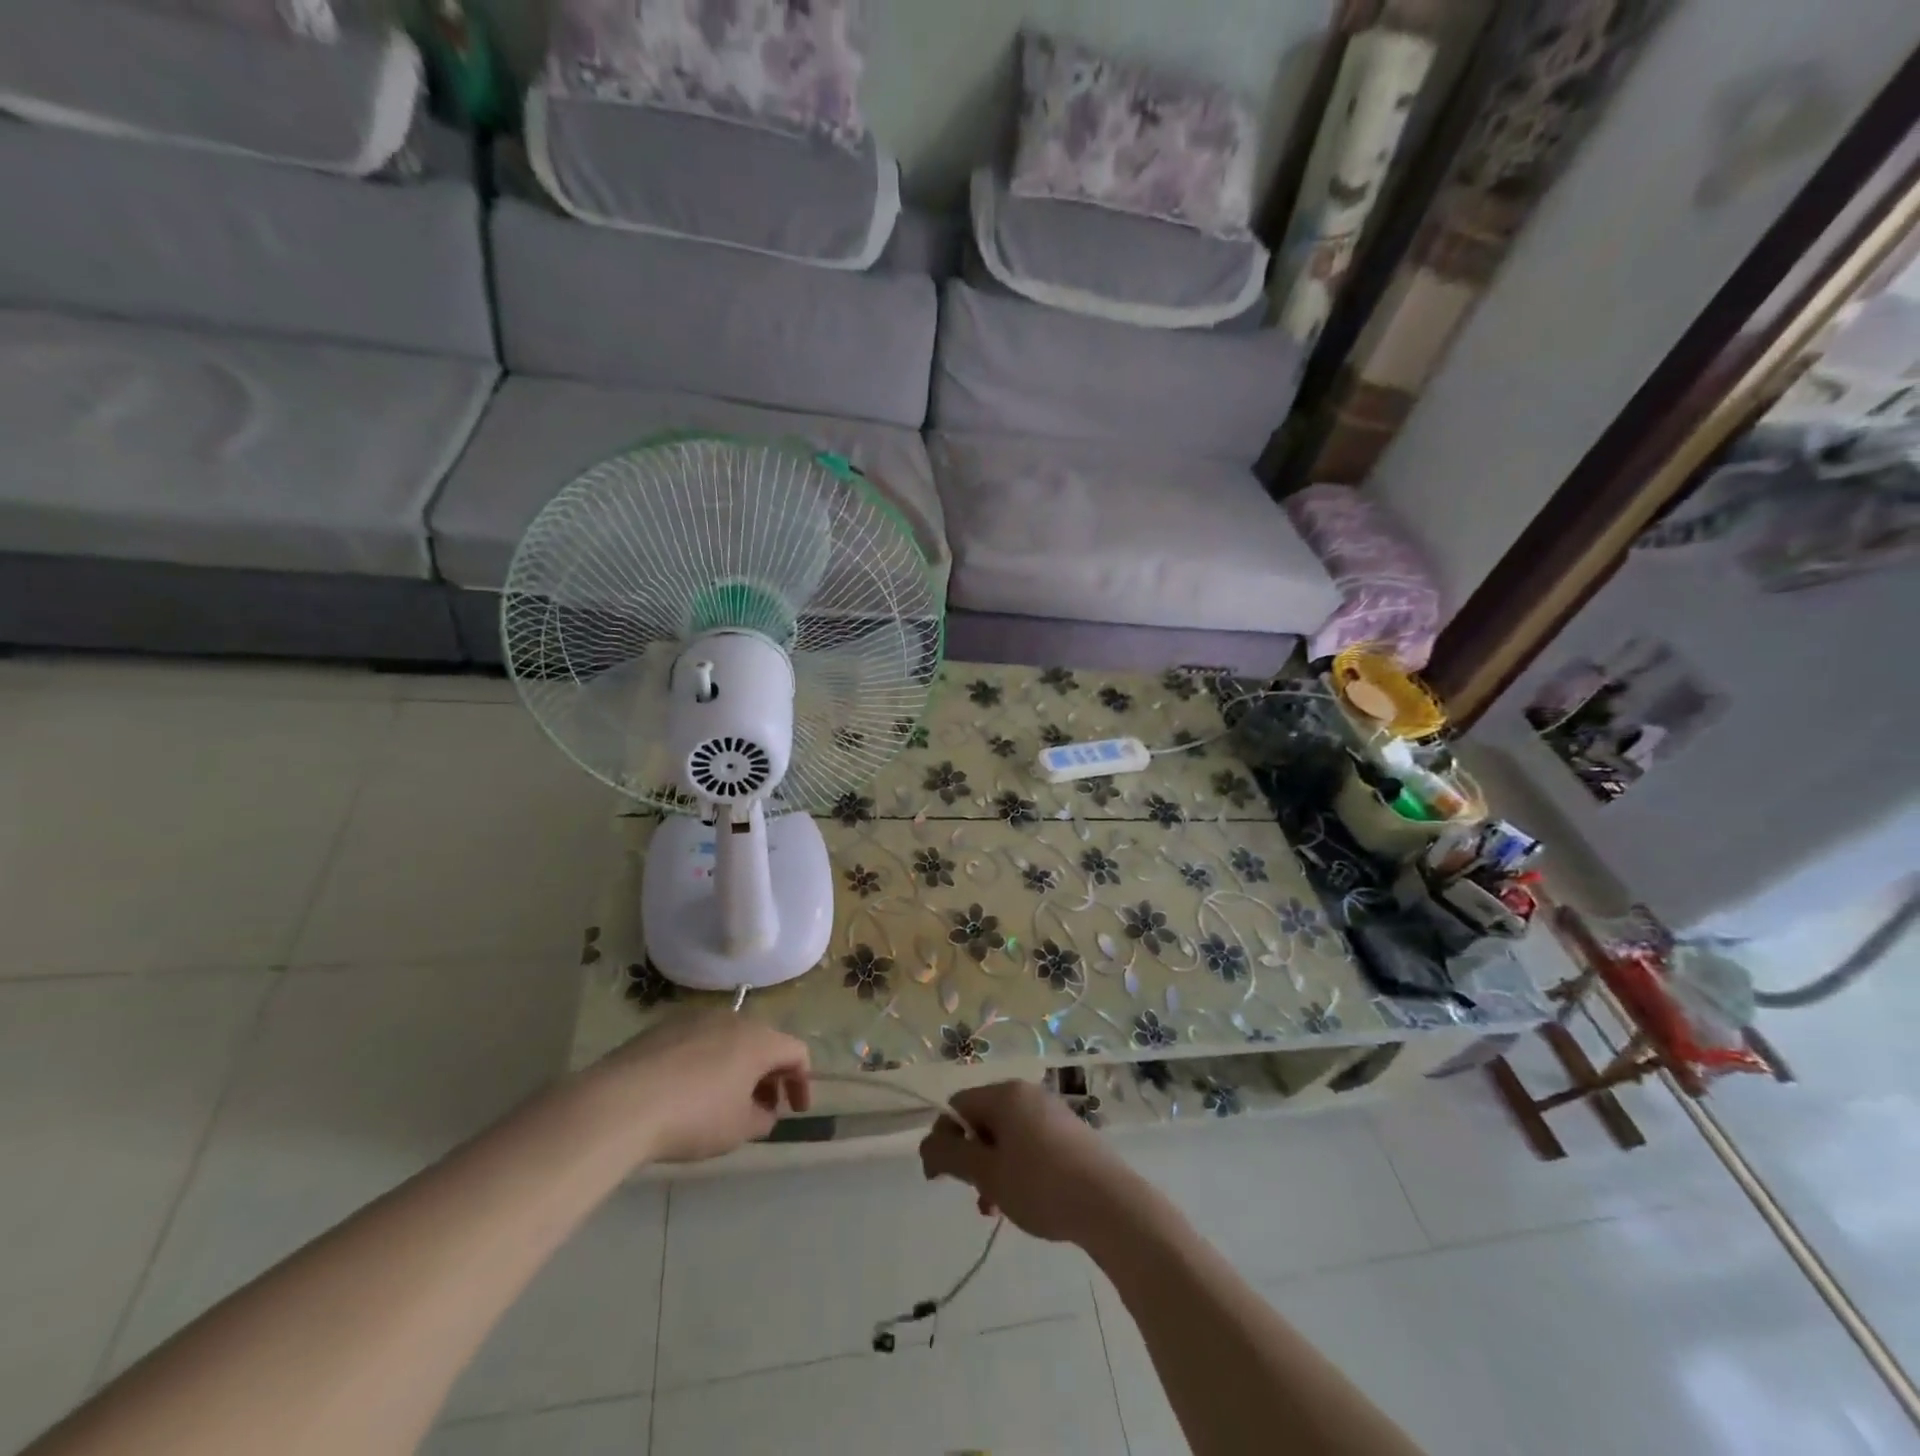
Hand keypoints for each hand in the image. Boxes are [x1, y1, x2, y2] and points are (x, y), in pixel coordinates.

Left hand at [589, 1010, 810, 1162]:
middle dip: (769, 1075)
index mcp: (759, 1040)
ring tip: (724, 1100)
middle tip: (762, 1107)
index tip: (795, 1111)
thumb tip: (764, 1111)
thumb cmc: (693, 1117)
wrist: (621, 1103)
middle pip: (763, 1042)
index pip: (796, 1052)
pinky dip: (706, 1062)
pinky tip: (688, 1090)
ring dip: (737, 1066)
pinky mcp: (664, 1026)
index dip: (802, 1082)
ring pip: (730, 1039)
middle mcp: (733, 1019)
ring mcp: (696, 1018)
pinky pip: (699, 1041)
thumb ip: (762, 1118)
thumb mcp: (737, 1130)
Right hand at [918, 1081, 1138, 1243]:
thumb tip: (927, 1146)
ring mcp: (1052, 1112)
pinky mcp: (1070, 1133)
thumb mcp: (987, 1174)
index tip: (940, 1179)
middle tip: (977, 1197)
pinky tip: (1025, 1201)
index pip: (958, 1106)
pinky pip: (1030, 1144)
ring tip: (997, 1209)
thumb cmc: (1040, 1184)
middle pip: (982, 1120)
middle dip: (972, 1159)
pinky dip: (1018, 1168)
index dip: (943, 1140)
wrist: (1109, 1204)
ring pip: (1006, 1137)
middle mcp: (1028, 1094)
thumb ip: (950, 1157)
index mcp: (1005, 1094)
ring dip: (993, 1169)